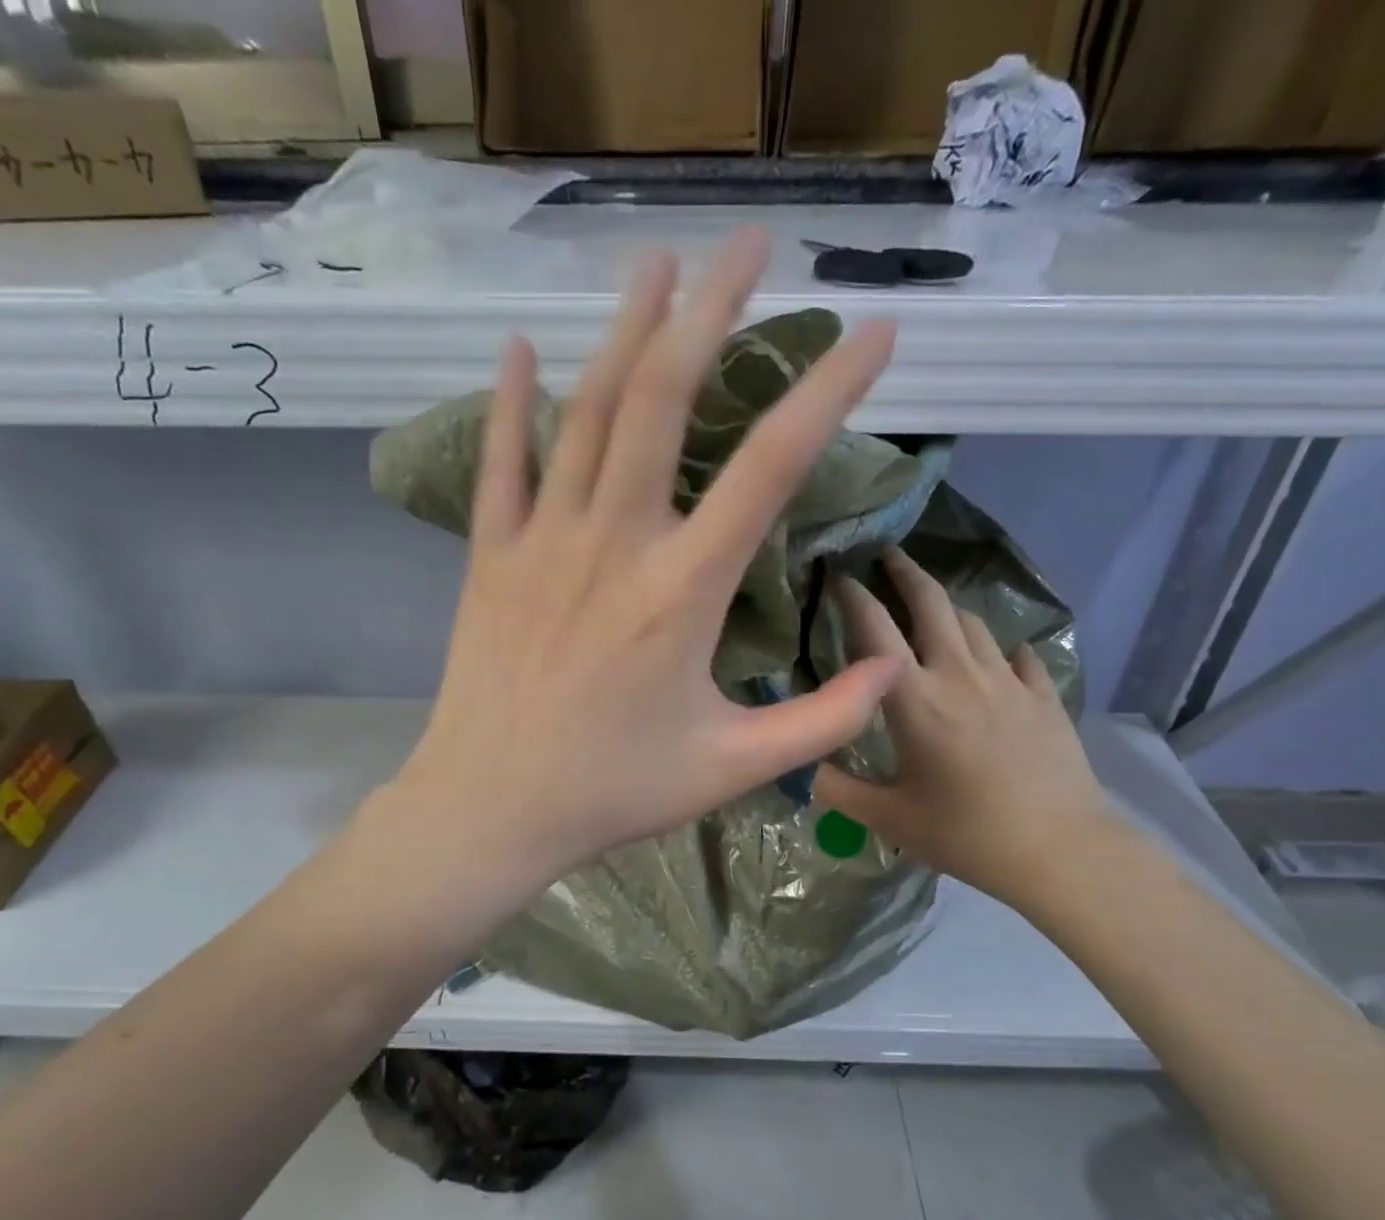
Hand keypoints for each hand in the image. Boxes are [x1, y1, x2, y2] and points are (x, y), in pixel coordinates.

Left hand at [395, 229, 903, 894]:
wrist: (492, 807)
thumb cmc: (614, 791)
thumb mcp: (735, 767)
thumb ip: (823, 720)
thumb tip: (894, 669)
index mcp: (682, 591)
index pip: (771, 467)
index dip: (828, 391)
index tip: (873, 335)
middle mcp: (614, 543)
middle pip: (664, 397)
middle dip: (712, 310)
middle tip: (749, 245)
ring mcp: (542, 542)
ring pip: (586, 411)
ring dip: (626, 329)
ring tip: (659, 265)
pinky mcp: (490, 557)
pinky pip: (502, 462)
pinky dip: (512, 401)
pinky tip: (523, 348)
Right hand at [814, 547, 1119, 911]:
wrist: (1060, 849)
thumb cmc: (965, 832)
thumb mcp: (889, 818)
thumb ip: (838, 789)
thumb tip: (800, 768)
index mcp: (914, 699)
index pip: (875, 629)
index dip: (853, 595)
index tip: (838, 573)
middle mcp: (959, 675)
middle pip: (932, 604)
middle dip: (907, 572)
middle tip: (889, 555)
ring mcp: (1007, 682)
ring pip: (974, 623)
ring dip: (948, 608)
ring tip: (933, 608)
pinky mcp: (1043, 697)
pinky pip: (1020, 657)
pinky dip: (1001, 649)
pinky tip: (1000, 657)